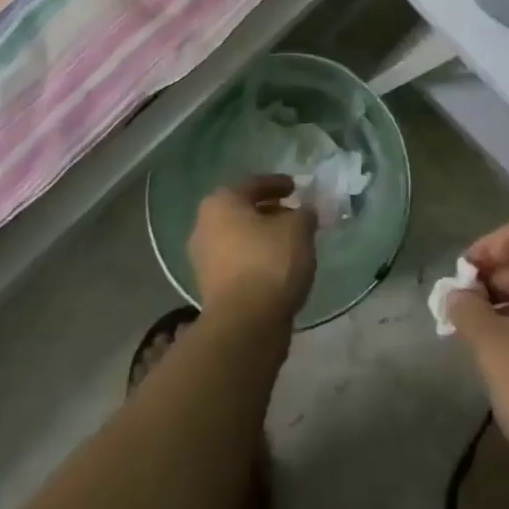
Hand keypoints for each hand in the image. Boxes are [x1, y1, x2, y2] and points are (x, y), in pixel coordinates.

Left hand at [189, 176, 317, 327]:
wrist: (245, 325)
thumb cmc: (270, 262)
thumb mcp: (299, 228)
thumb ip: (304, 213)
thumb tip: (304, 212)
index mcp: (221, 203)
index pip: (253, 184)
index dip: (278, 183)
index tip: (296, 188)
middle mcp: (205, 226)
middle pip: (243, 211)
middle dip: (270, 211)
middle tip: (295, 214)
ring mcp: (204, 259)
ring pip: (240, 238)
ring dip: (264, 237)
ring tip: (292, 242)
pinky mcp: (210, 288)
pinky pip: (239, 262)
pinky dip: (257, 259)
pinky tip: (279, 266)